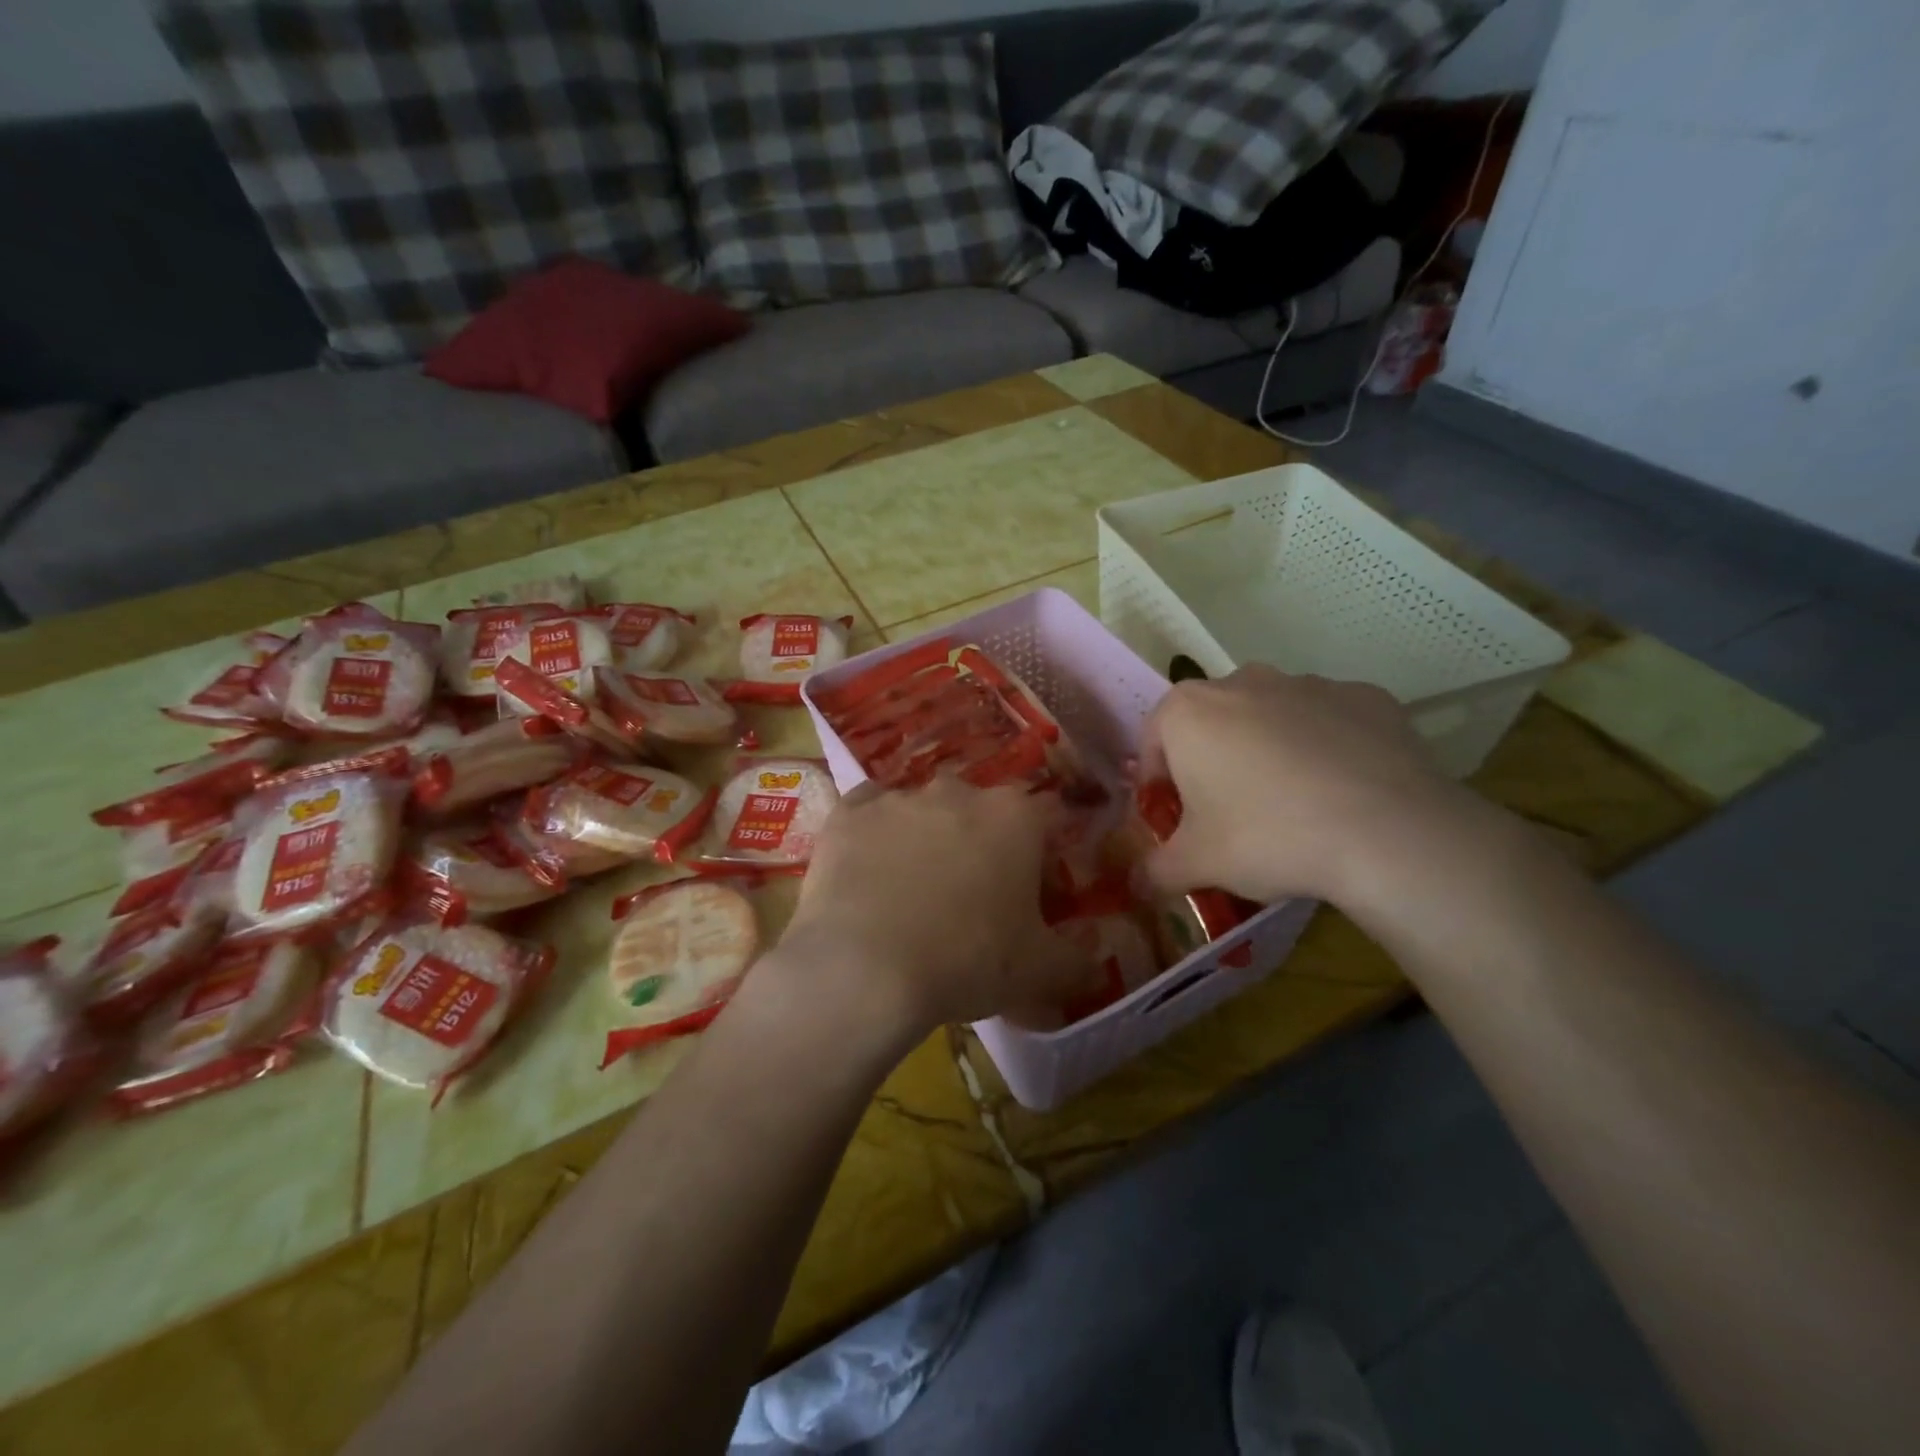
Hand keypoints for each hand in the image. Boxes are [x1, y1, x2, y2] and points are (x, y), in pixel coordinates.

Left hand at [774, 777, 1092, 1038]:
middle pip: (982, 810)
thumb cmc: (967, 961)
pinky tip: (869, 867)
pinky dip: (875, 833)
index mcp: (1015, 816)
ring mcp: (898, 797)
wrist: (864, 970)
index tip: (1035, 889)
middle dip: (983, 842)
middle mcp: (958, 791)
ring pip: (924, 809)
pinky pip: (868, 812)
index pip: (1046, 817)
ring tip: (913, 890)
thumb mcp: (1041, 972)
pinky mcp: (848, 813)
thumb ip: (1079, 959)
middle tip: (973, 894)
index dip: (1044, 853)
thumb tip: (1096, 958)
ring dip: (927, 837)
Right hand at [1136, 666, 1476, 909]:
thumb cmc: (1267, 835)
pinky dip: (1326, 748)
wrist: (1387, 831)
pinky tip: (1341, 792)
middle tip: (1229, 813)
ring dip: (1269, 750)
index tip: (1174, 817)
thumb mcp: (1197, 864)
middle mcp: (1243, 681)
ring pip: (1272, 717)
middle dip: (1213, 761)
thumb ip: (1155, 871)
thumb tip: (1138, 885)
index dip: (1157, 781)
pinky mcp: (1366, 697)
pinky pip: (1329, 722)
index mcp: (1189, 711)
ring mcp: (1309, 683)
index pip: (1154, 740)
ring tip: (1291, 804)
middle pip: (1212, 723)